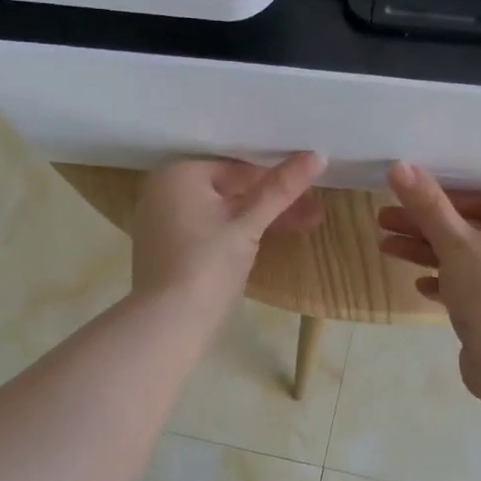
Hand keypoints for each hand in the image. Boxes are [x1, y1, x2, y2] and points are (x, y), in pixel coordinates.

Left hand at [131, 154, 325, 315]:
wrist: (168, 324)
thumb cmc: (207, 266)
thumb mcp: (248, 226)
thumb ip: (280, 190)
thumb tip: (317, 156)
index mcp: (178, 173)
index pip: (237, 166)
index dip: (276, 177)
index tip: (310, 187)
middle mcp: (164, 191)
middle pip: (229, 188)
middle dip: (272, 201)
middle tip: (314, 210)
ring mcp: (163, 222)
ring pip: (221, 211)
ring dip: (259, 219)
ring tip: (304, 224)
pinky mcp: (169, 250)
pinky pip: (208, 230)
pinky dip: (236, 233)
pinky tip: (267, 240)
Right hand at [377, 163, 480, 374]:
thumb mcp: (455, 244)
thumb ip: (428, 206)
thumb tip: (399, 165)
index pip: (480, 200)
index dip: (437, 199)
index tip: (401, 200)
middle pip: (470, 230)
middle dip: (424, 228)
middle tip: (382, 223)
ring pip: (468, 259)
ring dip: (428, 254)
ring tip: (386, 249)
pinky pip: (474, 287)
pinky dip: (447, 283)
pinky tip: (419, 285)